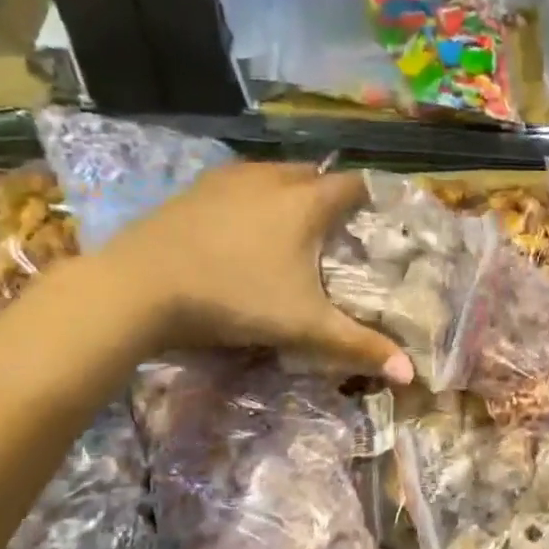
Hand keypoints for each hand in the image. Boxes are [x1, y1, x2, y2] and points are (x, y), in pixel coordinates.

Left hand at [103, 163, 414, 382]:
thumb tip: (410, 374)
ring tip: (295, 226)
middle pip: (315, 174)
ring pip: (274, 174)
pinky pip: (239, 183)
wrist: (138, 287)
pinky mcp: (193, 190)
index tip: (380, 218)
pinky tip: (244, 229)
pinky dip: (254, 198)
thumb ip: (358, 345)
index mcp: (305, 202)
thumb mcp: (303, 326)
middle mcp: (271, 179)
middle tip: (339, 228)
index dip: (372, 197)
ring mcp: (227, 180)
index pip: (354, 184)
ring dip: (291, 192)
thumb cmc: (235, 298)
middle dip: (331, 194)